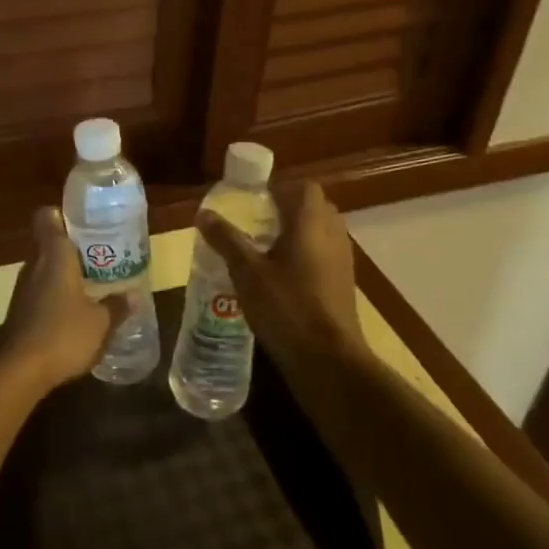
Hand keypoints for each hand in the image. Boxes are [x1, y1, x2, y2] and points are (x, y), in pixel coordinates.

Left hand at [0, 207, 133, 391]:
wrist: (21, 371)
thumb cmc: (64, 334)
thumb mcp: (101, 322)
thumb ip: (117, 306)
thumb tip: (134, 296)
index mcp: (54, 255)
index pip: (48, 217)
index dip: (62, 214)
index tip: (84, 220)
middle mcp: (35, 265)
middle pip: (50, 244)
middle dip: (73, 248)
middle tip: (101, 255)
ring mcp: (23, 289)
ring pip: (45, 269)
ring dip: (65, 274)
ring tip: (93, 284)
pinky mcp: (19, 311)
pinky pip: (40, 292)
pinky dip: (56, 295)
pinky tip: (74, 312)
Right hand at [196, 181, 367, 370]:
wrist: (329, 360)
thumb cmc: (286, 308)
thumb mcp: (247, 273)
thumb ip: (226, 240)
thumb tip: (203, 213)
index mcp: (311, 223)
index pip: (303, 188)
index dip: (279, 189)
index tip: (253, 202)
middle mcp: (333, 234)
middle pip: (313, 207)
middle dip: (286, 210)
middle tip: (255, 224)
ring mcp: (343, 260)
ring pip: (321, 232)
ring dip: (297, 234)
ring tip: (264, 250)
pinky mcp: (344, 283)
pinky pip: (325, 255)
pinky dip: (306, 256)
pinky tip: (281, 278)